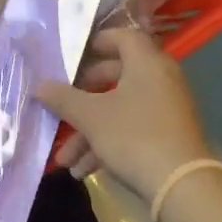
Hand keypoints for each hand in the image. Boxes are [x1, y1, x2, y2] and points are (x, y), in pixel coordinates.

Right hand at [35, 28, 214, 200]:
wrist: (182, 184)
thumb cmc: (134, 136)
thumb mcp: (92, 118)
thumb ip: (64, 99)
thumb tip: (39, 86)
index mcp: (146, 63)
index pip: (123, 37)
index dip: (97, 42)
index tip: (73, 56)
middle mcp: (161, 79)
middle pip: (117, 77)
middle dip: (83, 98)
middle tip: (61, 106)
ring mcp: (167, 108)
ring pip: (120, 110)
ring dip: (89, 133)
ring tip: (65, 160)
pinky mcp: (168, 135)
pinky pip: (133, 130)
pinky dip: (108, 145)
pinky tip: (85, 171)